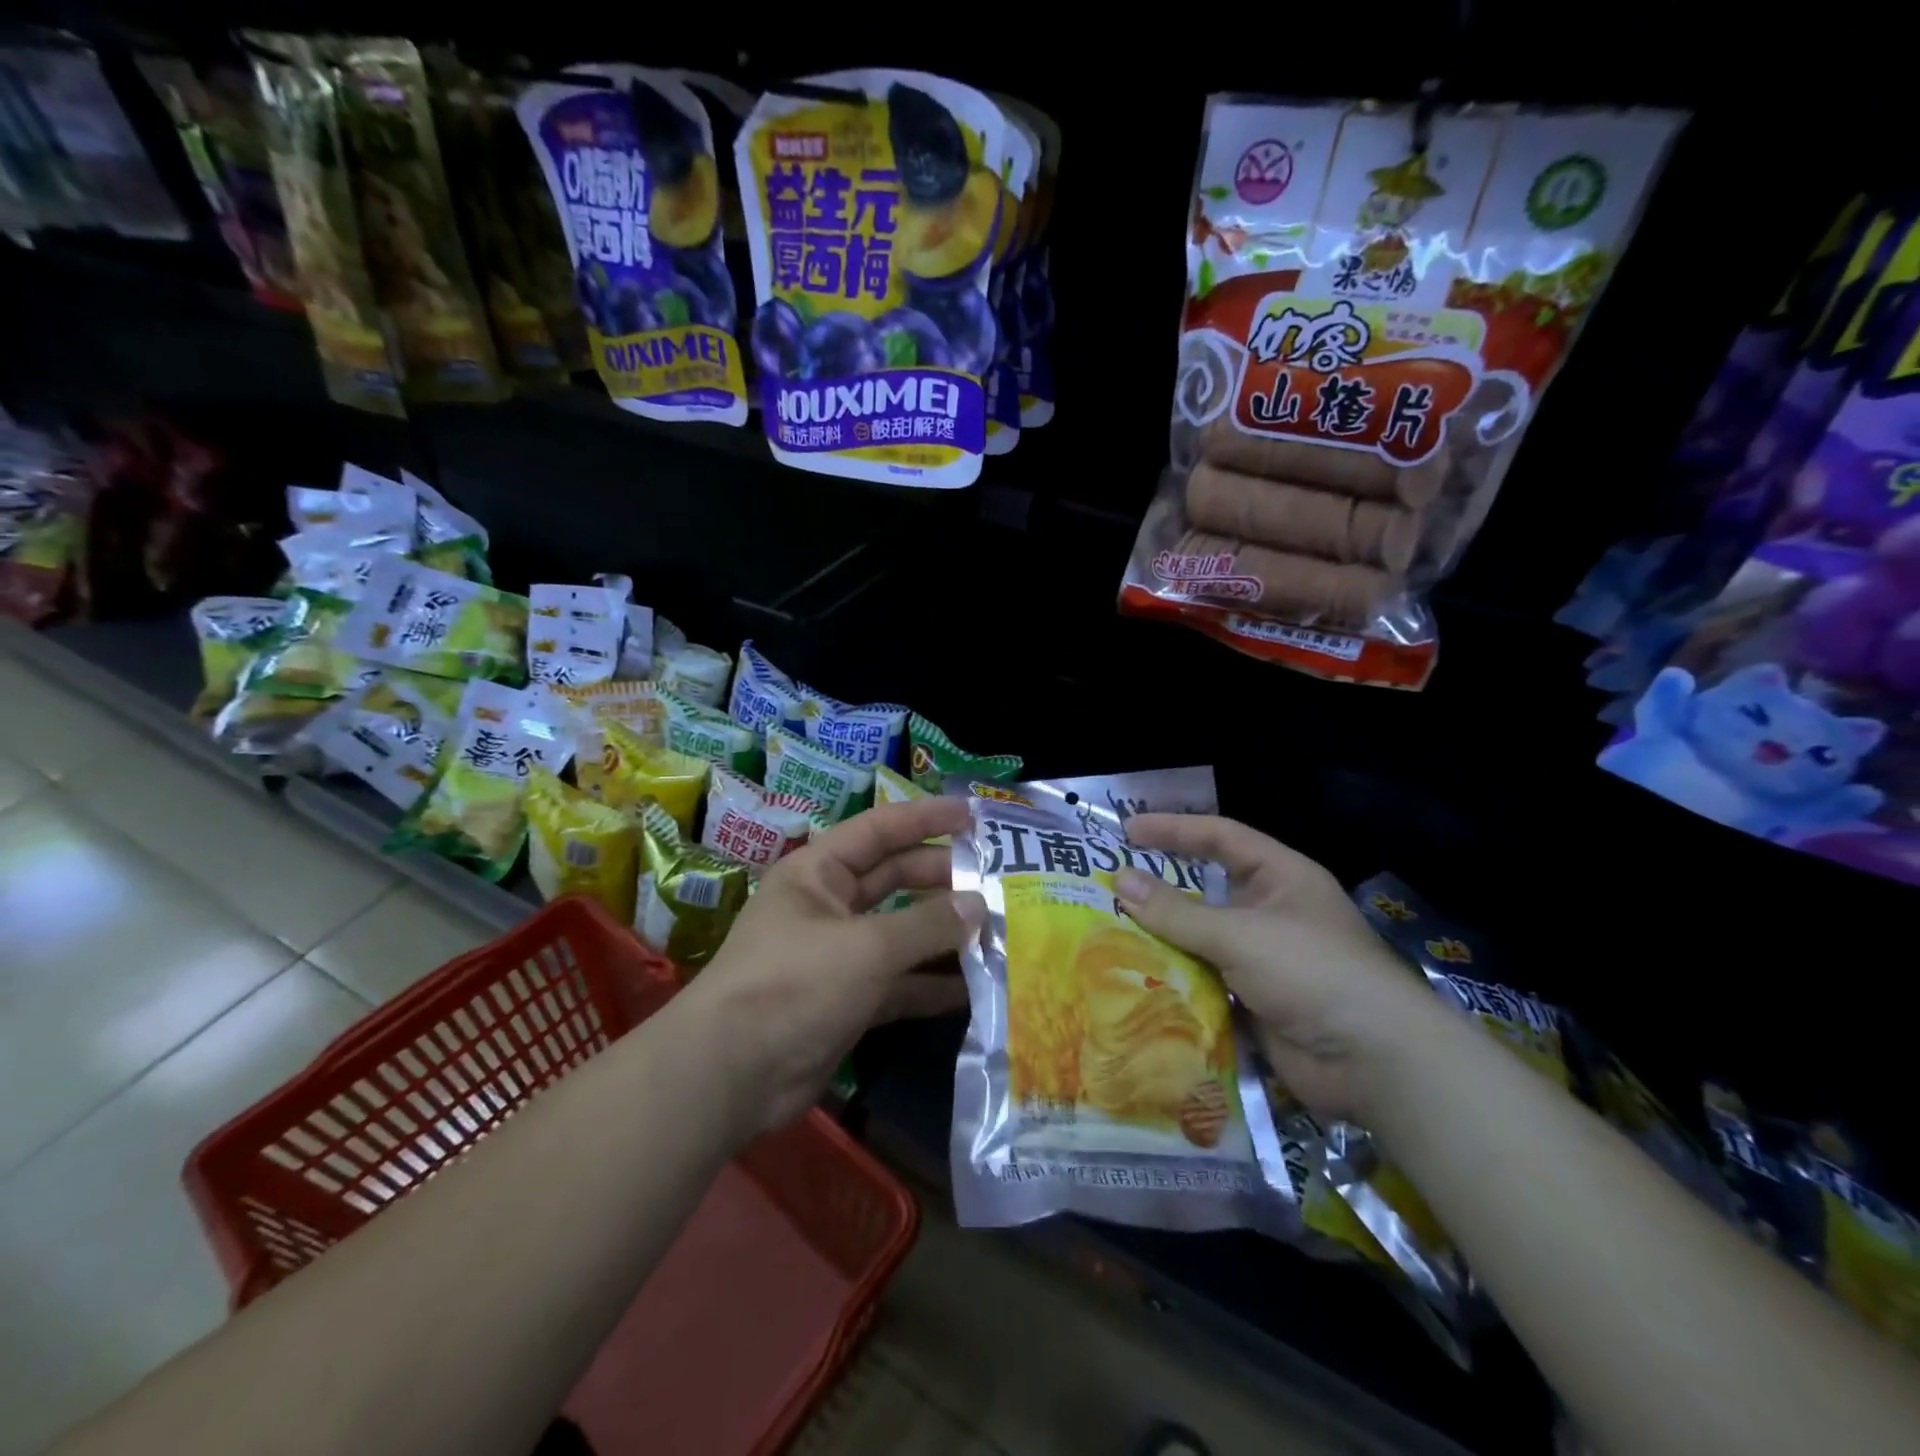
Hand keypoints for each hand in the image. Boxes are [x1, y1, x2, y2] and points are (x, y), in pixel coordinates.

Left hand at [679, 797, 984, 1135]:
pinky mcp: (849, 1001)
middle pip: (895, 879)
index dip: (927, 818)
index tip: (975, 816)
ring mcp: (839, 955)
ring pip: (902, 933)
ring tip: (998, 932)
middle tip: (997, 882)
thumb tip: (980, 904)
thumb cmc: (795, 984)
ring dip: (944, 934)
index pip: (881, 829)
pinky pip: (899, 983)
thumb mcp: (866, 947)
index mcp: (819, 872)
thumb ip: (927, 924)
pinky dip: (932, 984)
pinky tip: (974, 987)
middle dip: (943, 879)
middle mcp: (829, 906)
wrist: (732, 1074)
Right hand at [1116, 815, 1446, 1123]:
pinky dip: (1176, 981)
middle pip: (1207, 890)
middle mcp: (1272, 911)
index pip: (1220, 838)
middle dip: (1162, 891)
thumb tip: (1120, 881)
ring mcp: (1264, 959)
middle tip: (1110, 887)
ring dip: (1164, 940)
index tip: (1127, 831)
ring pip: (1202, 939)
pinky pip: (1206, 981)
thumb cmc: (1312, 972)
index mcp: (1280, 877)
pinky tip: (1136, 982)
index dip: (1174, 829)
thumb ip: (1177, 911)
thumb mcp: (1239, 933)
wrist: (1375, 1062)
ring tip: (1110, 935)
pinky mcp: (1255, 1000)